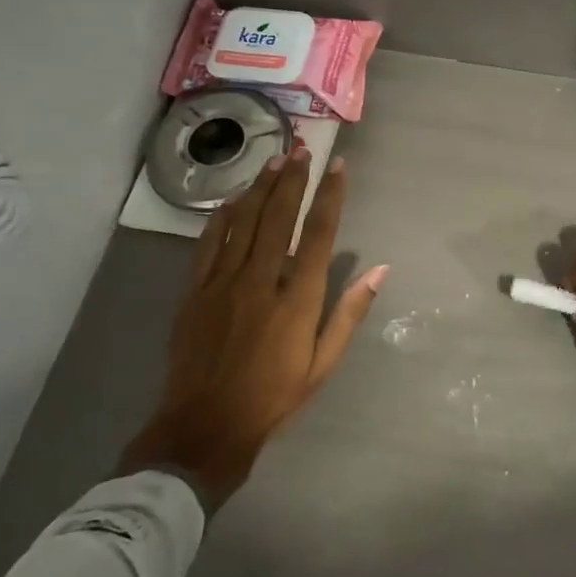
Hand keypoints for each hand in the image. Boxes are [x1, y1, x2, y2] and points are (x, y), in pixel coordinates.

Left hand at [120, 148, 386, 510]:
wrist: (205, 427)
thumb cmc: (274, 397)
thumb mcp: (323, 363)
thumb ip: (350, 313)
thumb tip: (380, 270)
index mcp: (297, 300)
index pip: (318, 235)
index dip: (330, 197)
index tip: (338, 168)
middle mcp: (260, 281)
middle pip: (278, 218)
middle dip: (292, 179)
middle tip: (302, 149)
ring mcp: (222, 284)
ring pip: (243, 223)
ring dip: (260, 188)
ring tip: (274, 161)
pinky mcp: (194, 292)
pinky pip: (208, 244)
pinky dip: (221, 218)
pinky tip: (231, 200)